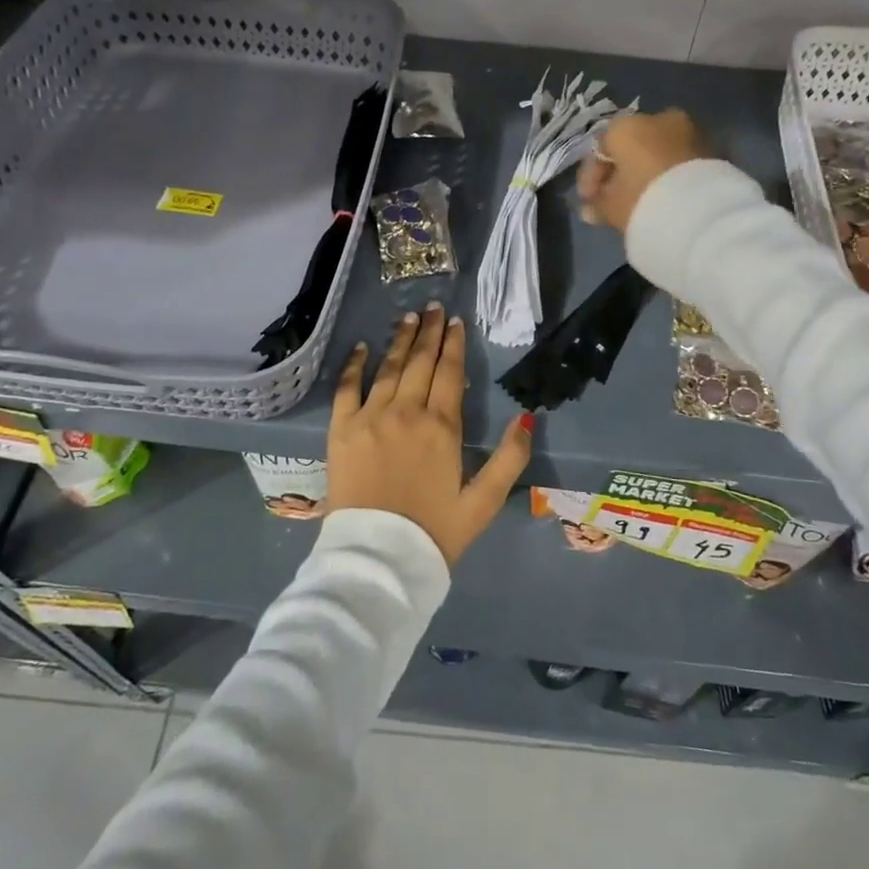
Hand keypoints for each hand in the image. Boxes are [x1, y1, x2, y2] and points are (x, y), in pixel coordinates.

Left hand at [328, 304, 533, 563]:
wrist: (377, 560)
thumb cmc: (434, 533)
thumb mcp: (483, 502)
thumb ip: (509, 460)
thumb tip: (526, 418)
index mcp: (441, 427)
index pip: (449, 373)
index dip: (453, 344)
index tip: (456, 322)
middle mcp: (406, 412)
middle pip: (420, 362)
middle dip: (429, 332)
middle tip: (434, 308)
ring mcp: (370, 418)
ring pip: (388, 368)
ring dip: (399, 340)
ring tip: (408, 318)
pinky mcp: (341, 430)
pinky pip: (347, 388)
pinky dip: (354, 365)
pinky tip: (362, 347)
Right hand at [576, 109, 708, 233]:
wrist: (700, 211)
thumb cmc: (642, 199)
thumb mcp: (611, 206)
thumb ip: (597, 204)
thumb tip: (591, 209)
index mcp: (626, 125)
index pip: (600, 148)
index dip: (591, 178)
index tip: (589, 202)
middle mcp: (659, 118)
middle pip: (631, 147)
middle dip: (621, 173)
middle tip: (614, 202)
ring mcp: (690, 131)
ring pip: (658, 152)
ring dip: (647, 173)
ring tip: (641, 202)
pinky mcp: (713, 150)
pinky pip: (680, 162)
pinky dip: (670, 176)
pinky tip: (665, 198)